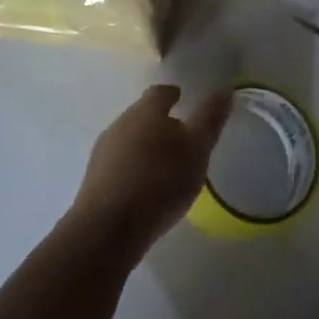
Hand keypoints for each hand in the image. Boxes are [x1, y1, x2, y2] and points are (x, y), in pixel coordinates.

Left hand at [70, 85, 232, 250]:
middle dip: (159, 121)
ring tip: (164, 165)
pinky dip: (133, 168)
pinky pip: (118, 165)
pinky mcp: (94, 180)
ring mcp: (103, 152)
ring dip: (145, 146)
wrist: (108, 228)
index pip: (160, 92)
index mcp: (146, 110)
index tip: (182, 98)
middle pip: (142, 115)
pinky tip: (144, 187)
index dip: (172, 94)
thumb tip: (224, 90)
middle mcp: (120, 123)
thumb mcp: (197, 150)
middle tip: (179, 136)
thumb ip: (210, 120)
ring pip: (128, 139)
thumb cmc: (160, 181)